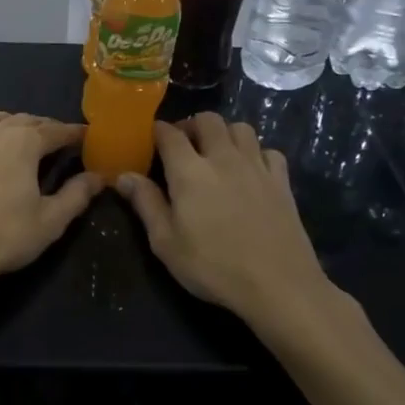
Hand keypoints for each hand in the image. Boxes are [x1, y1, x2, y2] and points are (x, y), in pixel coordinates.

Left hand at [0, 110, 100, 305]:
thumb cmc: (4, 237)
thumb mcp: (51, 221)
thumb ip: (77, 195)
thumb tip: (98, 177)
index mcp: (23, 142)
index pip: (56, 130)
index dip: (74, 133)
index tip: (87, 136)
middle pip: (24, 119)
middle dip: (44, 126)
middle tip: (58, 139)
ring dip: (8, 121)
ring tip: (17, 136)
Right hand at [116, 113, 349, 328]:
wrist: (277, 284)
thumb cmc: (213, 266)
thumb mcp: (165, 242)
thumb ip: (145, 204)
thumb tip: (123, 175)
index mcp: (189, 171)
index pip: (170, 134)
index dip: (158, 130)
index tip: (151, 138)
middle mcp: (223, 158)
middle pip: (208, 120)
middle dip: (191, 125)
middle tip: (183, 145)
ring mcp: (257, 166)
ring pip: (240, 128)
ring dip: (224, 132)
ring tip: (216, 152)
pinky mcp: (282, 181)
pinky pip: (268, 150)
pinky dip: (255, 152)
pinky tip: (250, 170)